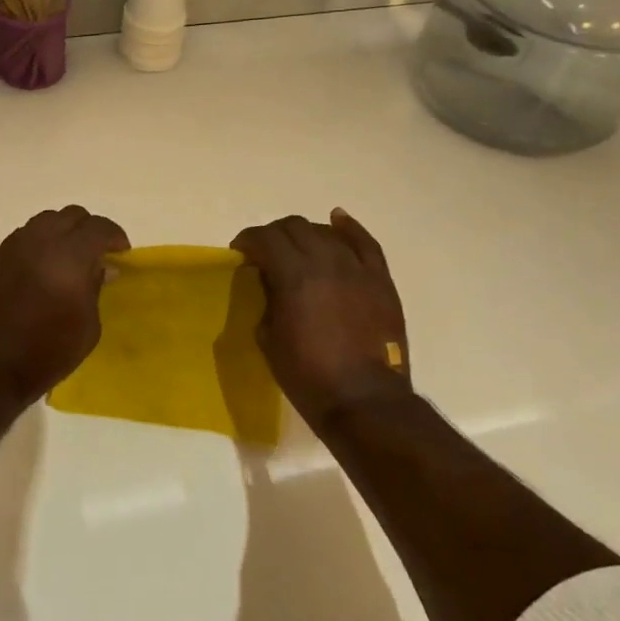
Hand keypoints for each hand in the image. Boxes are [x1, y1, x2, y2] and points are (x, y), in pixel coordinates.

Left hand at [0, 206, 129, 404]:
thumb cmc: (44, 354)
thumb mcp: (87, 328)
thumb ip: (96, 288)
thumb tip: (101, 267)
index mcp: (69, 256)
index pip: (98, 228)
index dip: (115, 236)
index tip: (121, 253)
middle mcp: (39, 241)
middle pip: (71, 216)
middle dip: (89, 230)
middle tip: (97, 253)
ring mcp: (12, 247)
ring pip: (44, 222)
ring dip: (62, 233)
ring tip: (68, 259)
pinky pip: (23, 238)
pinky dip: (40, 244)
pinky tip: (42, 270)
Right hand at [231, 209, 410, 431]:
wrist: (364, 401)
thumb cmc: (308, 375)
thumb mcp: (269, 338)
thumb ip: (267, 299)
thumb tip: (270, 281)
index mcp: (293, 276)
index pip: (264, 238)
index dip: (247, 240)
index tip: (240, 253)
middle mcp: (325, 261)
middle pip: (294, 227)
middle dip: (273, 234)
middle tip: (265, 252)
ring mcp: (356, 268)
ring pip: (325, 232)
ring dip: (305, 234)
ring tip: (297, 248)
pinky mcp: (380, 280)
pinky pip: (365, 243)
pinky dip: (348, 228)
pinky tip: (337, 219)